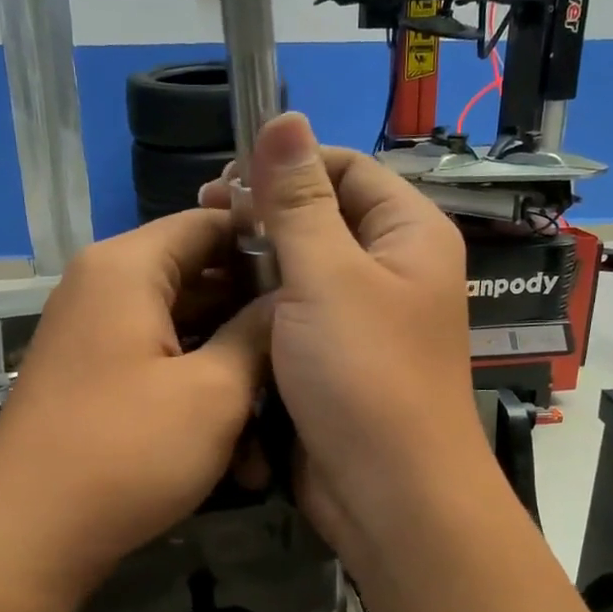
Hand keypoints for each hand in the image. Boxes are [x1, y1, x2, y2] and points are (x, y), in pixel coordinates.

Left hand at [0, 209, 270, 606]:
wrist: (27, 538)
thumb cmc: (127, 451)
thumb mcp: (214, 392)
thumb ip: (258, 334)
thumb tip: (290, 299)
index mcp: (127, 267)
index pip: (211, 221)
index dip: (268, 243)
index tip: (317, 279)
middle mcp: (105, 289)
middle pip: (201, 279)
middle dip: (255, 323)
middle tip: (309, 358)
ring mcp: (97, 338)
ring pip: (187, 334)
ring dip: (233, 377)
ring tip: (276, 432)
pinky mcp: (96, 382)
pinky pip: (161, 369)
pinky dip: (198, 400)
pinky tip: (239, 458)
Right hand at [201, 114, 492, 563]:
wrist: (388, 495)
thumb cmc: (364, 375)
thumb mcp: (326, 276)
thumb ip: (298, 199)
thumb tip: (284, 116)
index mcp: (409, 234)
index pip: (346, 169)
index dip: (287, 166)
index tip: (224, 182)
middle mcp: (392, 269)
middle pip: (322, 218)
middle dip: (265, 217)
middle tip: (204, 223)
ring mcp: (363, 319)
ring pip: (302, 271)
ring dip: (257, 267)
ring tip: (203, 268)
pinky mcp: (336, 360)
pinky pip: (295, 317)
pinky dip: (261, 310)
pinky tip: (218, 311)